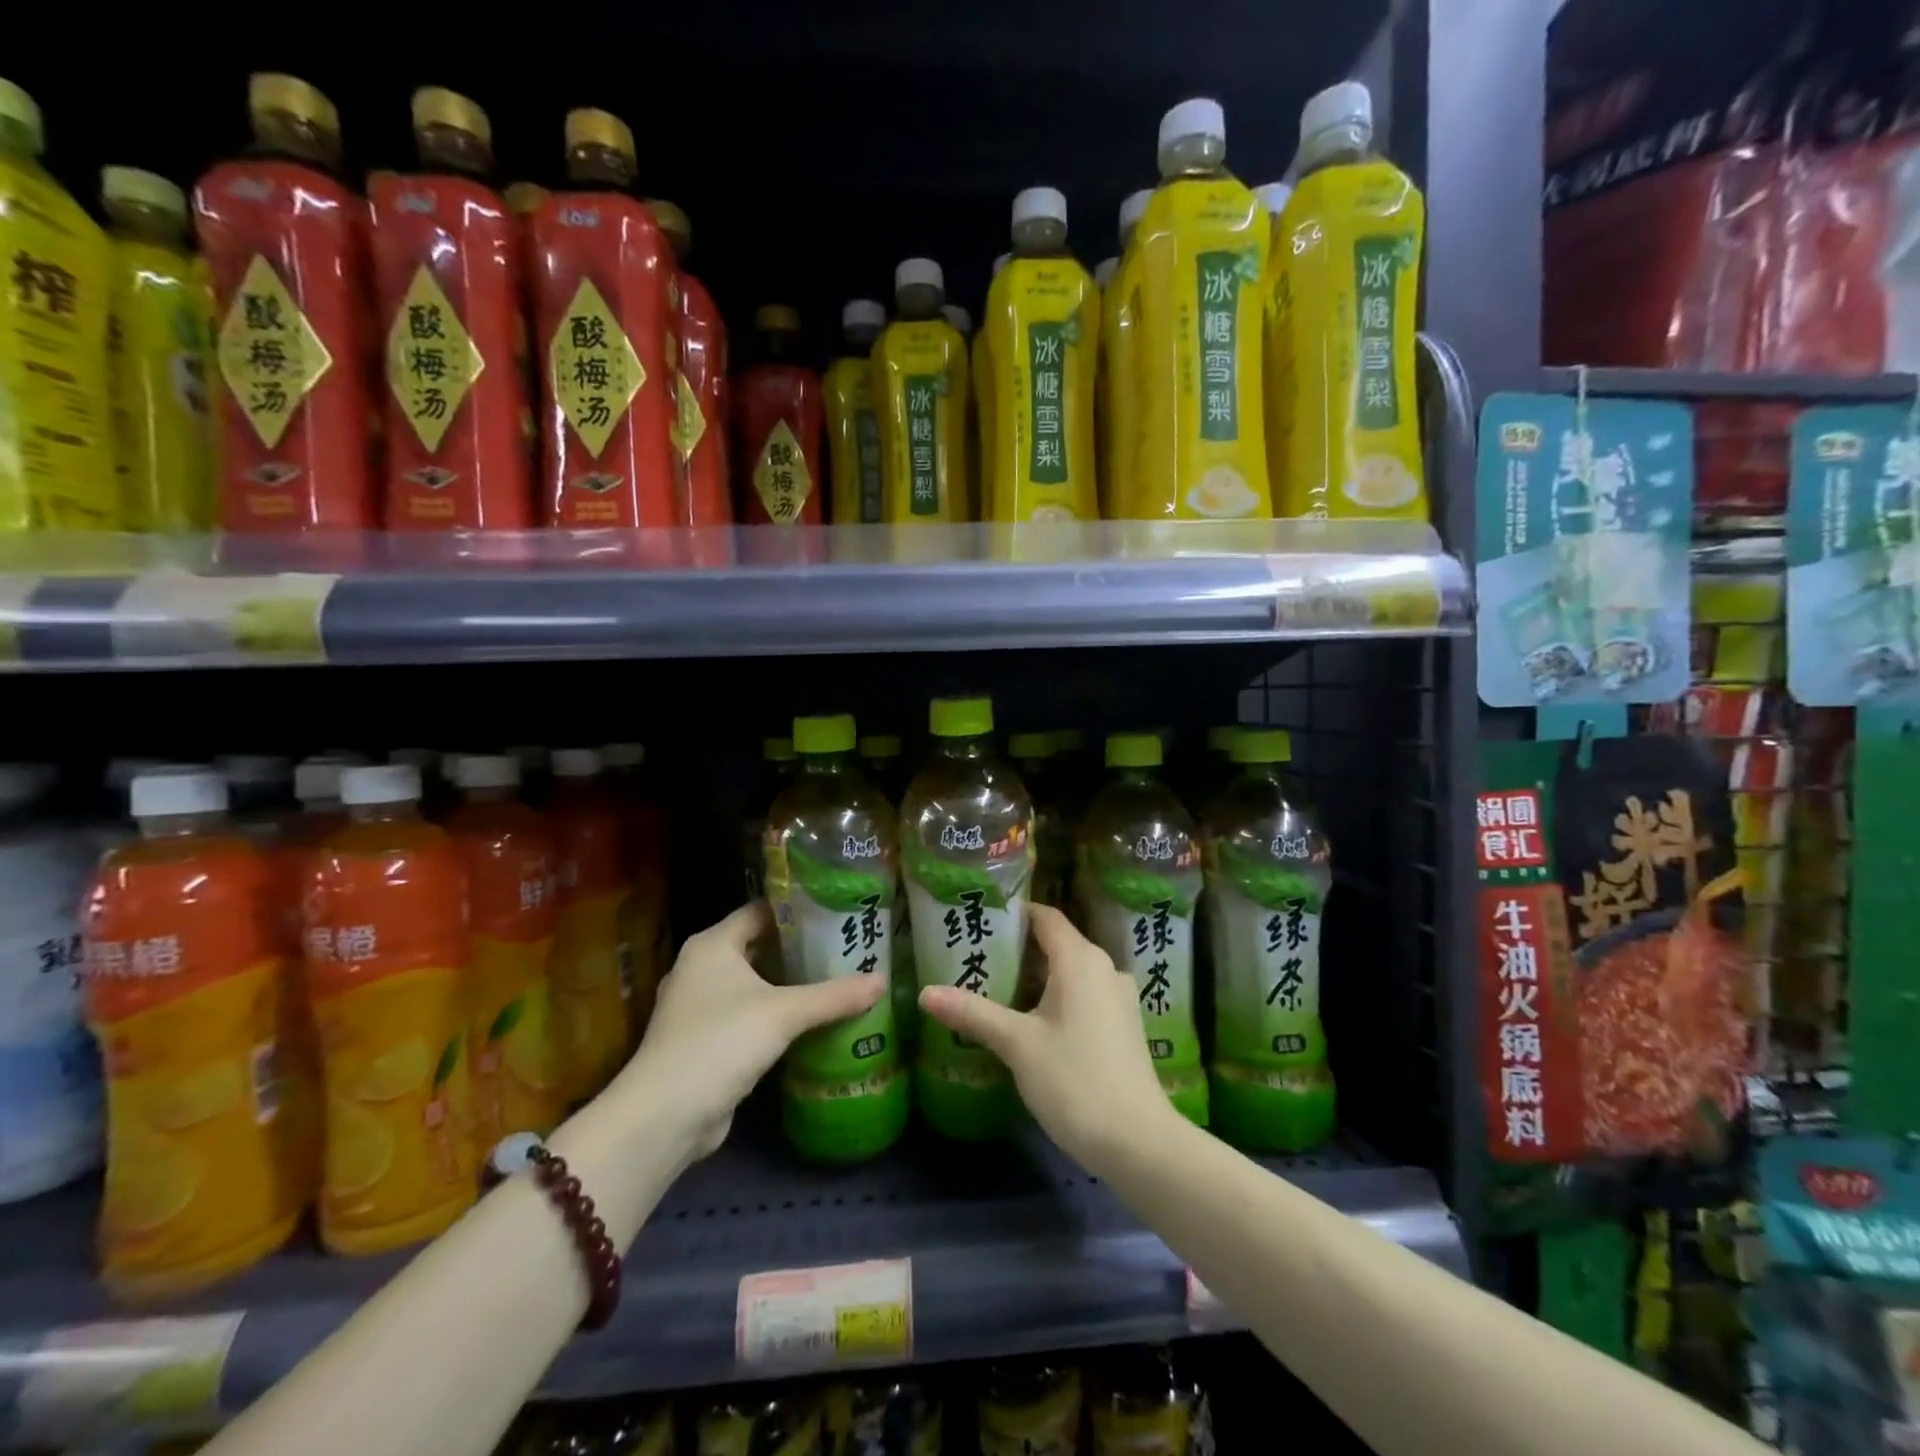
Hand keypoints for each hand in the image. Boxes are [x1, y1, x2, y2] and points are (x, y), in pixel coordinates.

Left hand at [608, 902, 883, 1158]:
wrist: (665, 1117)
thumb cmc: (721, 1042)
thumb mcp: (784, 1013)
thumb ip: (834, 995)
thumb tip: (882, 981)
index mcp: (713, 945)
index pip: (761, 911)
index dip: (797, 909)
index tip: (837, 909)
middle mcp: (702, 967)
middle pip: (759, 946)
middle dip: (800, 948)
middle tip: (845, 945)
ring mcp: (699, 1007)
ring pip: (754, 983)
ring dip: (788, 984)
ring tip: (836, 978)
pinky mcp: (705, 1041)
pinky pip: (748, 1015)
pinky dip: (775, 1015)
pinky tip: (809, 1021)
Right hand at [918, 903, 1179, 1174]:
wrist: (1138, 1141)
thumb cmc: (1074, 1080)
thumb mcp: (1016, 1044)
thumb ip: (972, 1013)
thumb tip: (926, 993)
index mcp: (1081, 960)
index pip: (1046, 917)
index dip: (1014, 914)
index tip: (981, 920)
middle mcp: (1105, 969)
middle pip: (1057, 944)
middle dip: (1018, 950)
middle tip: (977, 958)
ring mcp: (1119, 999)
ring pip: (1071, 973)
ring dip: (1037, 978)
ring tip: (997, 990)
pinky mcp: (1124, 1026)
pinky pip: (1085, 996)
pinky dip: (1057, 998)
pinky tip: (1032, 1022)